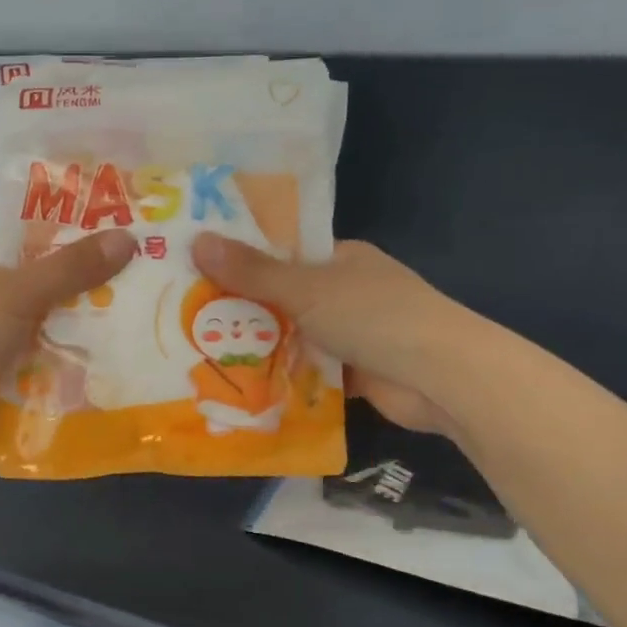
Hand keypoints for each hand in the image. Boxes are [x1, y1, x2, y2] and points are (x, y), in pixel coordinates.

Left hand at [0, 231, 137, 450]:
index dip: (75, 231)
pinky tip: (106, 354)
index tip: (121, 233)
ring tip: (136, 315)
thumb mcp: (22, 291)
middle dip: (87, 281)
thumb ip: (73, 267)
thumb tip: (128, 239)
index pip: (34, 233)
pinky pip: (42, 351)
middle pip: (46, 277)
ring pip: (47, 317)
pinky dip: (66, 353)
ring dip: (81, 321)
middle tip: (140, 277)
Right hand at [191, 235, 461, 433]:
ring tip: (198, 352)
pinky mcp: (353, 373)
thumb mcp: (306, 289)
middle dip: (242, 310)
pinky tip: (238, 385)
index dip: (240, 259)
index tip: (194, 269)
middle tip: (184, 317)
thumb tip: (197, 241)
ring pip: (293, 337)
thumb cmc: (375, 316)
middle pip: (283, 297)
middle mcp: (345, 292)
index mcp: (340, 258)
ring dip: (258, 347)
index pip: (282, 252)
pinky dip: (281, 378)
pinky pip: (307, 371)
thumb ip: (252, 272)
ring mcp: (351, 334)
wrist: (442, 378)